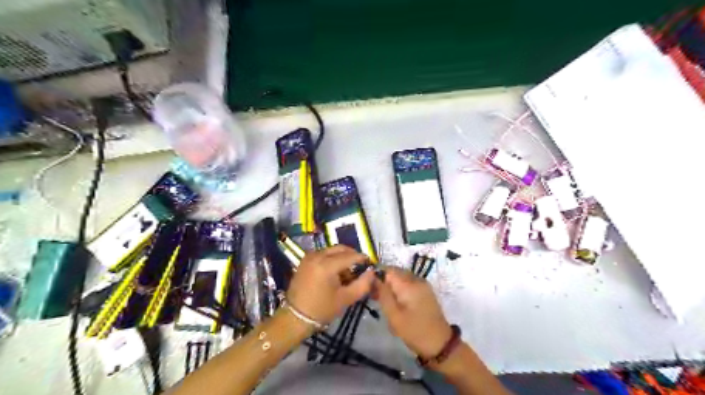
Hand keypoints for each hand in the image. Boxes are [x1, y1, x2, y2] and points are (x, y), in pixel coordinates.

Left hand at [284, 245, 376, 325]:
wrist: (295, 317)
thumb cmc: (322, 309)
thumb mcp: (346, 298)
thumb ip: (362, 284)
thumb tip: (372, 272)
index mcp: (327, 265)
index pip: (350, 256)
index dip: (362, 259)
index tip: (371, 264)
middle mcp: (317, 256)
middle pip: (341, 248)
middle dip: (352, 255)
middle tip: (360, 267)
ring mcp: (309, 256)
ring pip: (332, 250)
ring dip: (342, 257)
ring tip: (347, 272)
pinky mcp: (305, 260)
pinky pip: (323, 253)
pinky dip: (332, 258)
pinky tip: (335, 272)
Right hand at [375, 266, 450, 359]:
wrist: (440, 344)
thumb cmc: (414, 331)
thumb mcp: (394, 316)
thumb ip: (383, 294)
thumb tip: (373, 277)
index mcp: (409, 283)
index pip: (387, 270)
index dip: (376, 276)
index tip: (370, 290)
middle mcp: (416, 279)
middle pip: (395, 272)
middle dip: (383, 282)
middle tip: (376, 298)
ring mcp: (423, 284)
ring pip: (401, 277)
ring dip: (391, 286)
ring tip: (385, 303)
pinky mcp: (425, 291)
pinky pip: (408, 283)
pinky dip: (400, 289)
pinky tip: (397, 304)